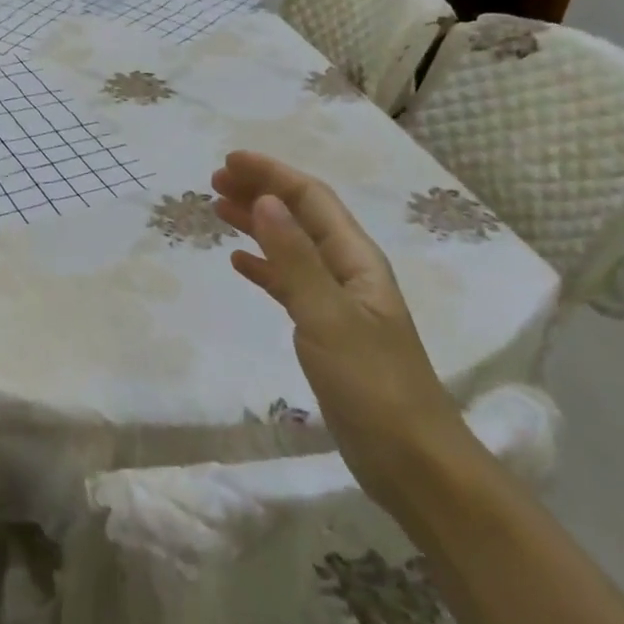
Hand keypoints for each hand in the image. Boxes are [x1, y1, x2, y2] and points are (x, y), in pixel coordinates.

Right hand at [211, 150, 476, 511]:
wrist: (410, 460)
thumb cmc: (372, 384)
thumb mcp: (328, 316)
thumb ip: (295, 258)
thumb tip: (266, 201)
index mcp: (356, 260)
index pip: (311, 199)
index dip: (272, 175)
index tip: (228, 162)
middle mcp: (348, 271)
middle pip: (301, 217)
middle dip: (261, 193)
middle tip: (214, 183)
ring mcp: (337, 302)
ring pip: (291, 247)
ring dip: (257, 224)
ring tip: (218, 211)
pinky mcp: (325, 331)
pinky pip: (288, 283)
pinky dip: (263, 266)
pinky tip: (240, 262)